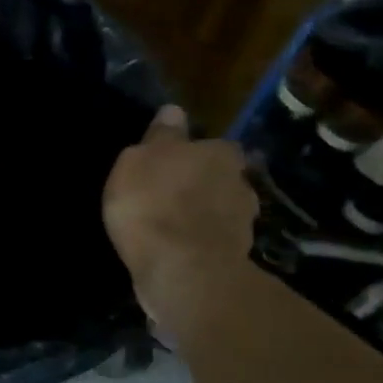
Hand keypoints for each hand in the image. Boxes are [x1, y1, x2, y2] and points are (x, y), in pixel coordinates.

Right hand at [101, 105, 256, 306]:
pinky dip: (201, 242)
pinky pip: (215, 242)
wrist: (181, 270)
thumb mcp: (138, 160)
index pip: (215, 145)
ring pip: (221, 211)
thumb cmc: (153, 203)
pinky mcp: (237, 258)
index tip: (174, 163)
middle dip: (202, 184)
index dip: (195, 153)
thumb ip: (160, 136)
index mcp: (220, 154)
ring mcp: (244, 224)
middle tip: (171, 194)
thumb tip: (174, 111)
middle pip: (222, 178)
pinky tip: (179, 249)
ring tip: (173, 225)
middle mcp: (242, 183)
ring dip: (203, 215)